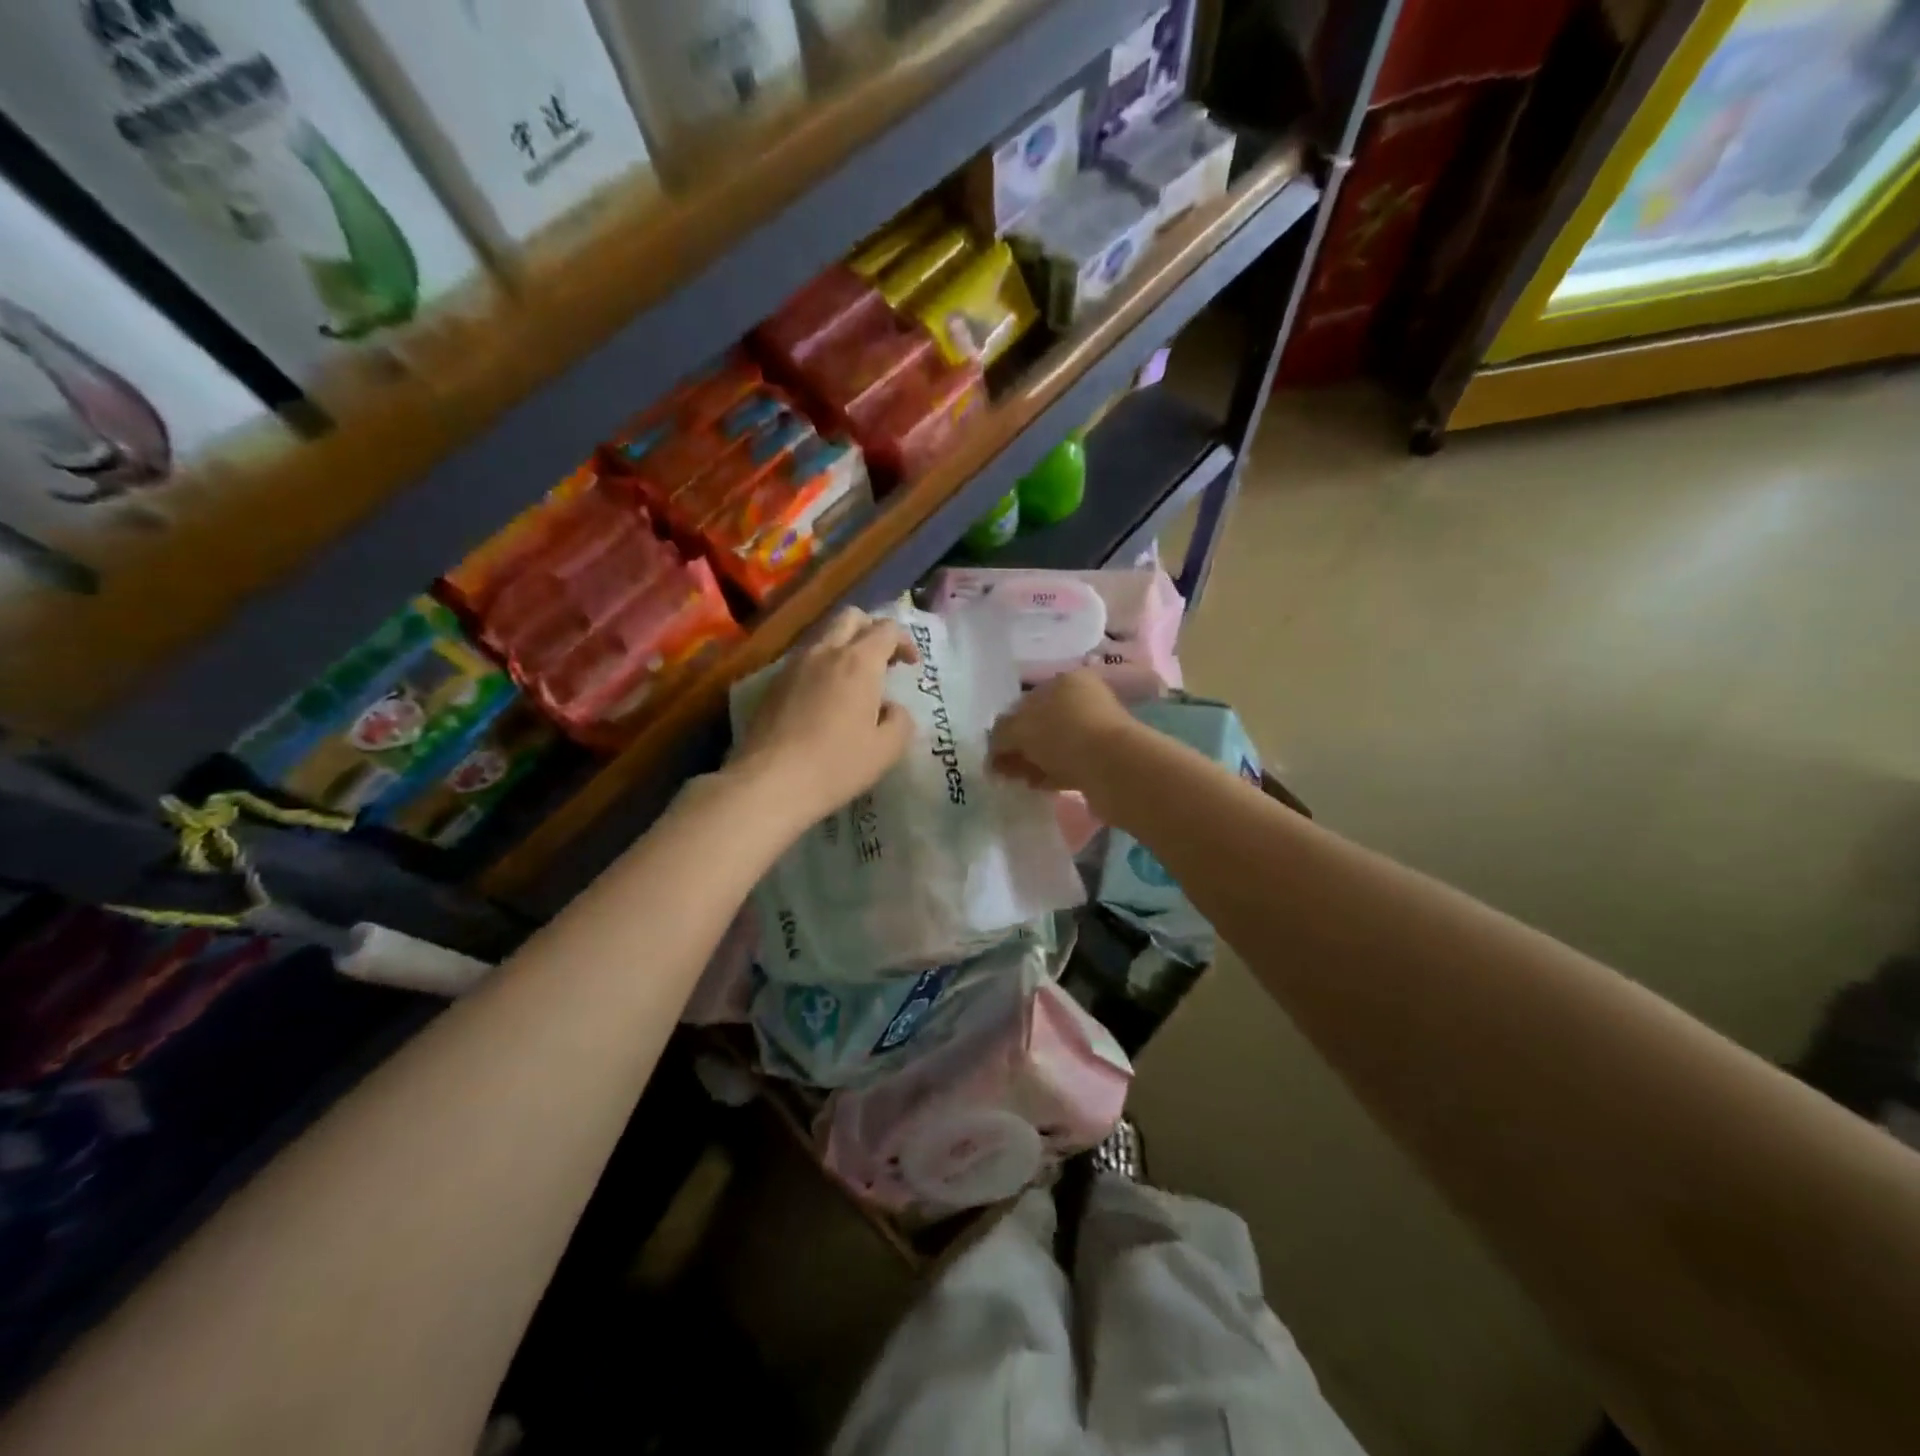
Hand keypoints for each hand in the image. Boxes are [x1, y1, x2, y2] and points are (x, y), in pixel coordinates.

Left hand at [729, 608, 920, 829]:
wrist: (770, 782)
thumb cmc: (836, 765)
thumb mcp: (886, 750)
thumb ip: (900, 721)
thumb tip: (891, 708)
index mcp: (859, 662)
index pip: (887, 629)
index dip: (905, 641)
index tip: (911, 665)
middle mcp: (825, 651)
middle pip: (851, 617)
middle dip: (872, 630)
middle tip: (883, 660)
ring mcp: (794, 664)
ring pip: (824, 636)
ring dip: (844, 646)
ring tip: (853, 681)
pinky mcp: (773, 683)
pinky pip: (804, 659)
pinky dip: (822, 665)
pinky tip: (824, 698)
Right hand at [987, 669, 1139, 798]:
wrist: (1114, 767)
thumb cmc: (1063, 735)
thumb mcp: (1019, 729)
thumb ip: (1000, 736)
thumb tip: (994, 749)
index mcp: (1064, 681)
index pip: (1026, 701)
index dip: (1006, 726)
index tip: (994, 751)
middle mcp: (1083, 699)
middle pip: (1041, 724)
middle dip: (1020, 746)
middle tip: (1003, 769)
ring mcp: (1096, 729)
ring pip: (1054, 746)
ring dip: (1035, 762)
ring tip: (1018, 780)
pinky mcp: (1104, 758)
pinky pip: (1069, 764)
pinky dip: (1052, 773)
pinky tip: (1039, 786)